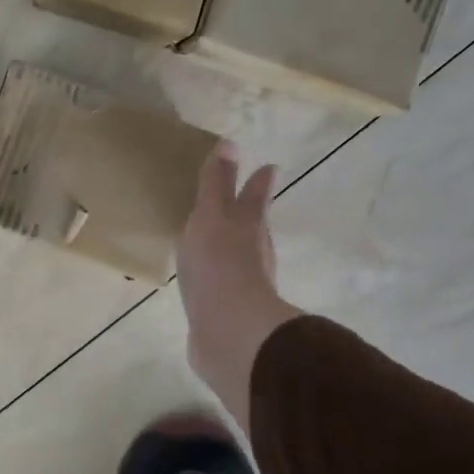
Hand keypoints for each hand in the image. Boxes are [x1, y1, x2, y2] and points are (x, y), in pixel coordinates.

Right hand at [176, 142, 300, 432]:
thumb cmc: (219, 264)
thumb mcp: (212, 215)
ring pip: (239, 257)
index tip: (270, 167)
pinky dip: (215, 279)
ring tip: (215, 240)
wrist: (228, 330)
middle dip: (250, 214)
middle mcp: (252, 253)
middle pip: (253, 227)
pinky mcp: (228, 312)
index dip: (259, 182)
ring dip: (231, 247)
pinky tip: (202, 283)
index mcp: (248, 226)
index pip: (255, 197)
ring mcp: (243, 285)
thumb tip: (230, 143)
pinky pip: (220, 287)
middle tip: (243, 203)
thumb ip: (217, 184)